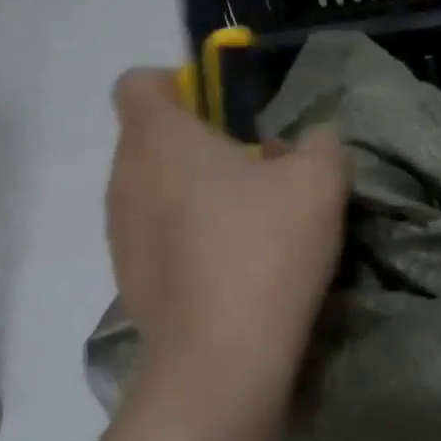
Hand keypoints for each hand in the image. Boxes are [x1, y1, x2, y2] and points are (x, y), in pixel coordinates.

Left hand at [107, 69, 349, 403]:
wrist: (222, 358)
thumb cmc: (266, 250)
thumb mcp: (320, 182)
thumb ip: (319, 143)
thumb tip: (308, 142)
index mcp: (159, 138)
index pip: (139, 82)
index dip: (177, 85)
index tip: (222, 114)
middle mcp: (125, 177)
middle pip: (149, 139)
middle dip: (198, 145)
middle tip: (254, 171)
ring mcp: (119, 232)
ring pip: (152, 190)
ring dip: (191, 194)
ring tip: (246, 225)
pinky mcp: (128, 279)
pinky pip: (155, 237)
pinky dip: (185, 239)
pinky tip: (230, 269)